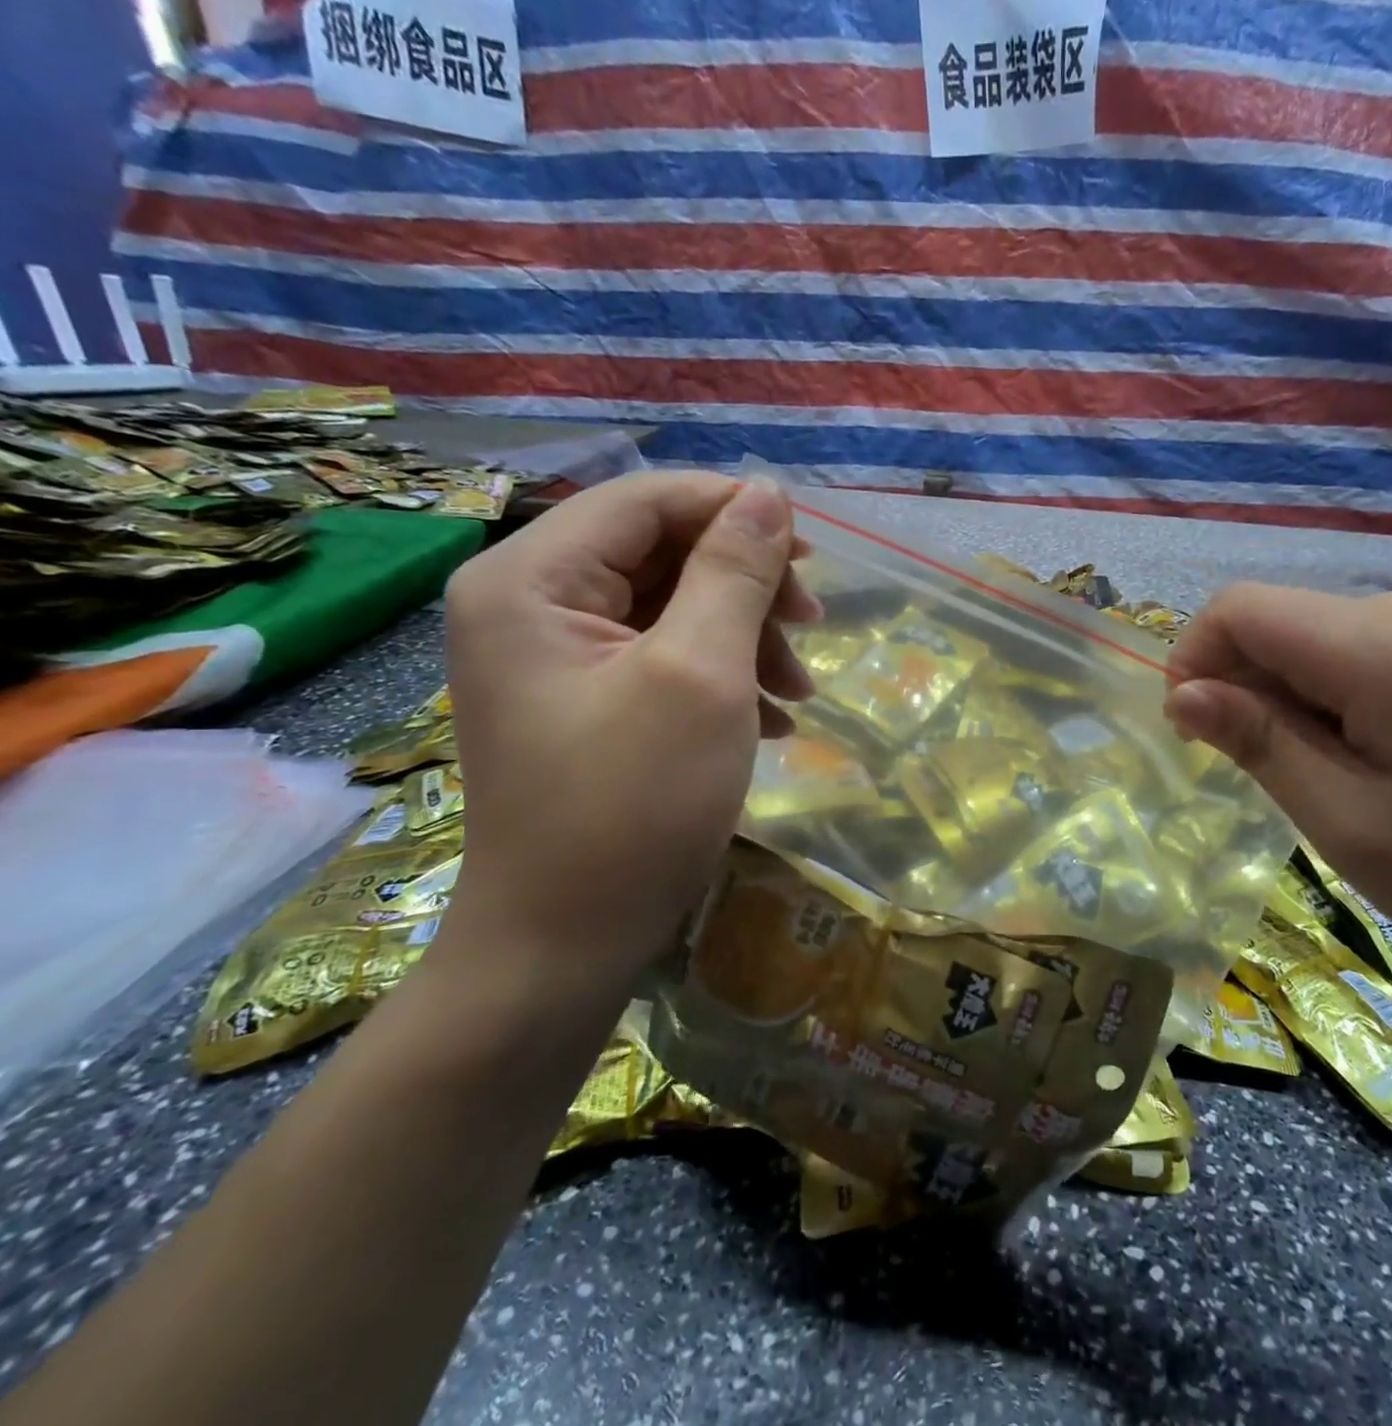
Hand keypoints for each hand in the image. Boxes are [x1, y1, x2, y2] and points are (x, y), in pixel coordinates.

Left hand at [443, 472, 818, 986]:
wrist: (566, 946)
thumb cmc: (633, 806)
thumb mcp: (700, 676)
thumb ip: (734, 574)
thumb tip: (769, 494)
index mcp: (531, 579)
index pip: (645, 501)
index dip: (734, 512)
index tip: (812, 556)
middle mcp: (529, 603)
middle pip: (660, 552)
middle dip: (746, 589)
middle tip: (813, 632)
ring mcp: (555, 657)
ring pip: (671, 607)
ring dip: (746, 639)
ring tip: (798, 696)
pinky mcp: (584, 700)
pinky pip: (661, 657)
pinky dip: (722, 677)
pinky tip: (771, 722)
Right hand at [1163, 585, 1391, 957]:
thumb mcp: (1352, 823)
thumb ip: (1261, 746)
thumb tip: (1183, 695)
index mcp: (1373, 646)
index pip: (1237, 609)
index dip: (1192, 659)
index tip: (1195, 733)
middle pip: (1274, 622)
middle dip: (1240, 689)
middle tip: (1265, 776)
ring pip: (1311, 641)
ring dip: (1285, 700)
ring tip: (1325, 779)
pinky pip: (1355, 655)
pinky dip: (1327, 699)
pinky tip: (1368, 760)